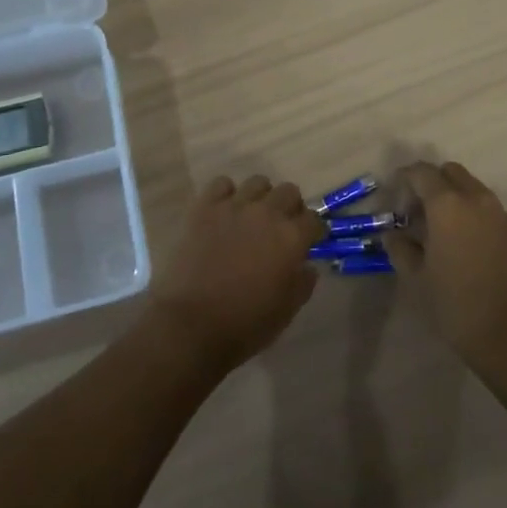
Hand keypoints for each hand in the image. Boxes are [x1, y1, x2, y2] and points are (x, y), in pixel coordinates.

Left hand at [146, 176, 325, 373]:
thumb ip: (303, 283)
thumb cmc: (245, 324)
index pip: (314, 219)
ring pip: (258, 183)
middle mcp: (267, 213)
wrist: (192, 324)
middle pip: (289, 192)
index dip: (314, 230)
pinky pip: (222, 184)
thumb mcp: (286, 311)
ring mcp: (234, 206)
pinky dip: (226, 194)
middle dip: (291, 208)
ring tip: (252, 217)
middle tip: (282, 227)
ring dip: (261, 197)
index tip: (310, 240)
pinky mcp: (205, 207)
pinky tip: (224, 212)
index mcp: (291, 238)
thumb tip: (306, 266)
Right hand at [388, 161, 506, 369]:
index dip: (404, 178)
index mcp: (447, 204)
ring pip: (471, 188)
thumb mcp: (416, 277)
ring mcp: (499, 214)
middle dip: (431, 183)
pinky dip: (471, 213)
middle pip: (450, 172)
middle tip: (417, 212)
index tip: (394, 196)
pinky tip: (462, 244)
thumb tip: (394, 234)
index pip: (422, 172)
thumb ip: (400, 248)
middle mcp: (476, 199)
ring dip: (453, 197)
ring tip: (439, 230)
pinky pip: (487, 208)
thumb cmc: (456, 303)